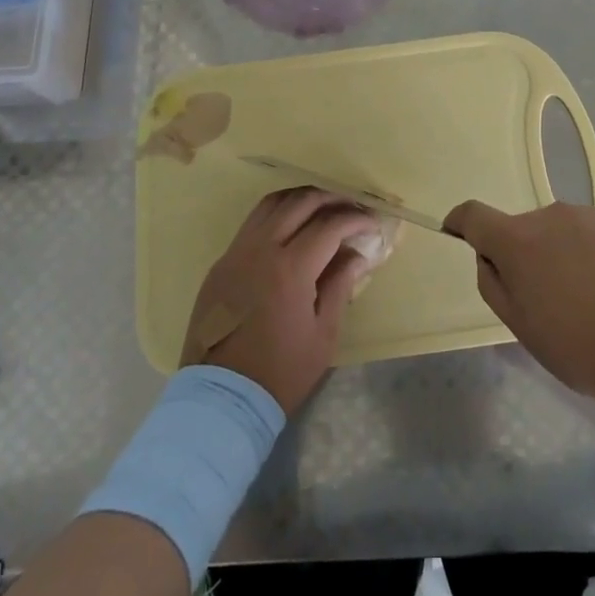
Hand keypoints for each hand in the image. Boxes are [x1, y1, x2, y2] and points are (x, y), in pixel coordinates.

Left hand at [182, 189, 376, 415]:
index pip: (329, 225)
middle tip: (352, 208)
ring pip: (272, 203)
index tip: (372, 224)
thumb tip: (356, 254)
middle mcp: (261, 248)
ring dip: (301, 199)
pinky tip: (291, 226)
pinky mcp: (222, 261)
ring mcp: (237, 251)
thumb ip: (340, 285)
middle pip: (300, 202)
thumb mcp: (323, 334)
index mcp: (291, 268)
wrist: (223, 396)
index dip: (355, 220)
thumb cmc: (281, 371)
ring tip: (323, 207)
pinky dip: (277, 213)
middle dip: (331, 199)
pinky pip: (252, 222)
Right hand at [444, 200, 594, 410]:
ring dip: (565, 255)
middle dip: (527, 255)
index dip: (461, 223)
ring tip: (594, 301)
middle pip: (525, 229)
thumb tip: (489, 258)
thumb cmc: (584, 347)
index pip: (474, 215)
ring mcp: (593, 215)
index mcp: (518, 240)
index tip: (456, 233)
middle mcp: (552, 215)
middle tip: (548, 300)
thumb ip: (495, 285)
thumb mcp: (523, 329)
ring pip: (564, 232)